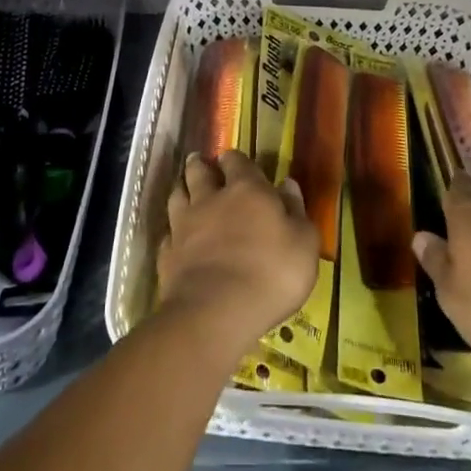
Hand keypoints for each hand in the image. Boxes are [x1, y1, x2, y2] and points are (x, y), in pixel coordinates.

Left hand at [156, 150, 316, 345]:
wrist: (216, 311)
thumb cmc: (271, 274)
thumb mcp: (303, 244)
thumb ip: (296, 211)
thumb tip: (287, 184)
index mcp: (247, 190)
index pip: (237, 162)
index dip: (235, 160)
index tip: (233, 161)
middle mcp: (210, 198)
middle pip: (199, 172)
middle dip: (200, 165)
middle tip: (200, 163)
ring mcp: (184, 225)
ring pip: (177, 195)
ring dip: (181, 189)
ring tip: (184, 189)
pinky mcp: (167, 253)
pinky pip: (168, 233)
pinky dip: (172, 231)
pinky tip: (176, 237)